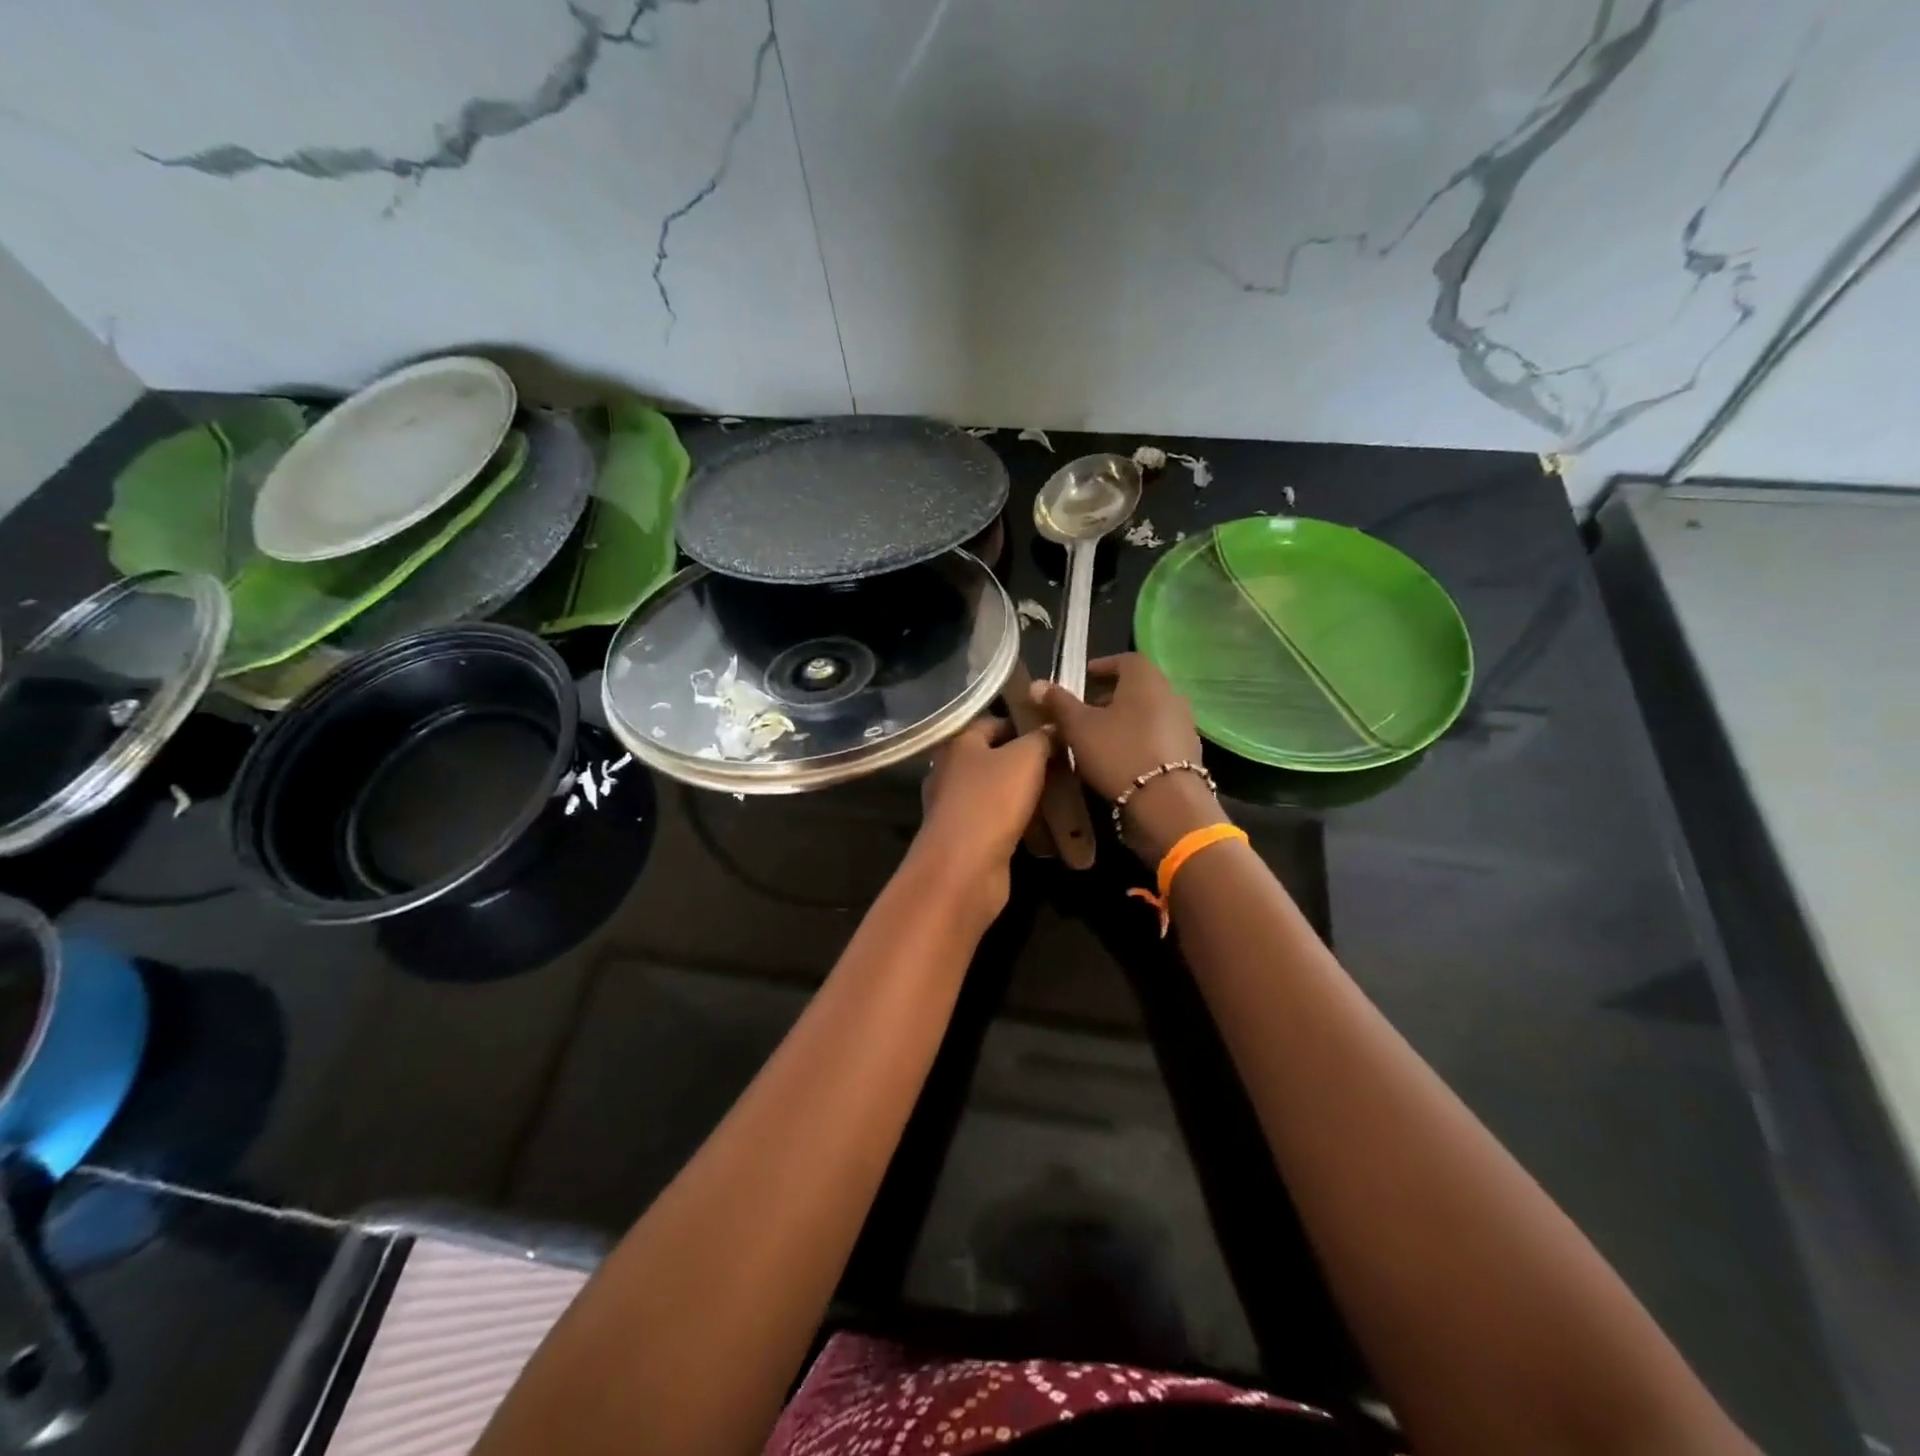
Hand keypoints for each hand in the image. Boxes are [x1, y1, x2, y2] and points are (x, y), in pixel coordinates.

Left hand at [913, 717, 1054, 918]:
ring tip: (1059, 794)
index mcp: (958, 744)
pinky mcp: (964, 838)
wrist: (963, 868)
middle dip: (1025, 761)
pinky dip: (1017, 822)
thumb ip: (1041, 738)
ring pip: (995, 791)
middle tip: (1062, 764)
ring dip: (1023, 794)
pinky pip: (995, 821)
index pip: (991, 722)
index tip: (1054, 731)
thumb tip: (1053, 728)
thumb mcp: (1026, 758)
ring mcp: (954, 807)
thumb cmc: (992, 801)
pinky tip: (1043, 827)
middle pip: (992, 758)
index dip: (1022, 723)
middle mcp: (949, 772)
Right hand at [1031, 653, 1226, 859]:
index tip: (1084, 677)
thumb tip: (1037, 684)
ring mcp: (1183, 723)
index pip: (1125, 659)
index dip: (1103, 666)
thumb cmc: (1118, 753)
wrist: (1167, 802)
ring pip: (1148, 711)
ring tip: (1100, 735)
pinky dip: (1139, 737)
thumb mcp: (1079, 727)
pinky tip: (1122, 756)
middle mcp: (1170, 694)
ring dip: (1125, 718)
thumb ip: (1059, 703)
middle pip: (1138, 686)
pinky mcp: (1188, 751)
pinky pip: (1158, 734)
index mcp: (1145, 679)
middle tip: (1086, 709)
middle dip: (1111, 695)